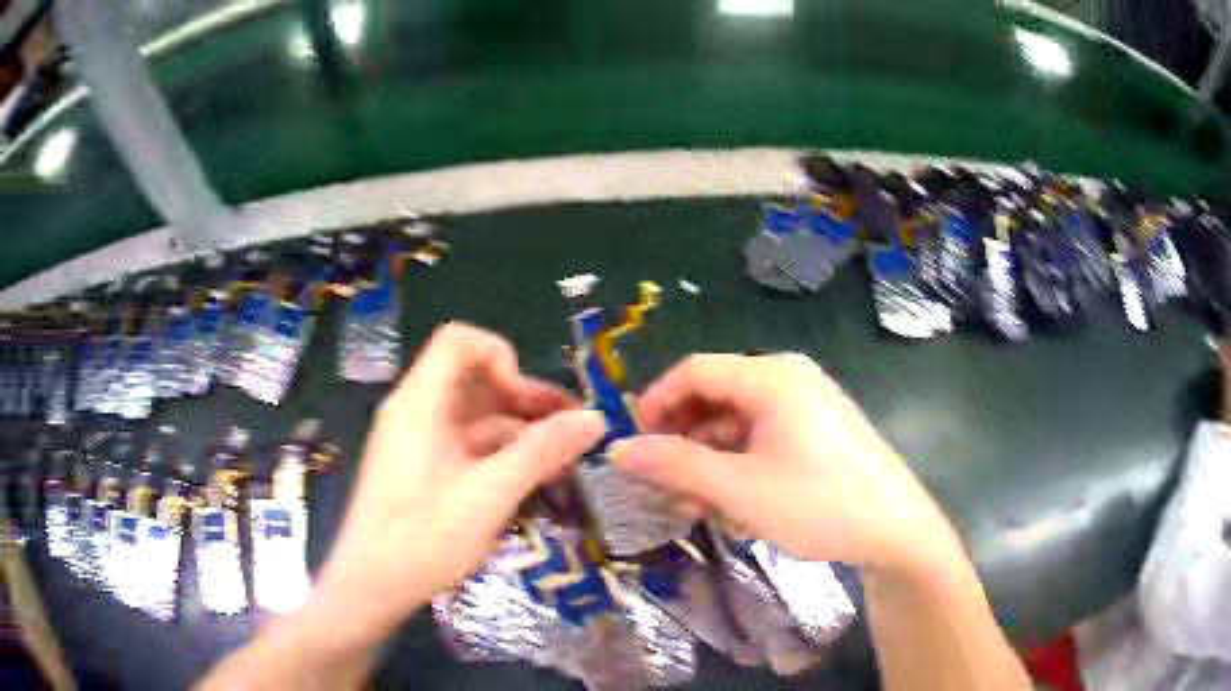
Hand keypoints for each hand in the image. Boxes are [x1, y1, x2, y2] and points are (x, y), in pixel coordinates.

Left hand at [310, 323, 605, 647]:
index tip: (524, 400)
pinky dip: (502, 456)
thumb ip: (541, 453)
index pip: (460, 341)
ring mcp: (419, 444)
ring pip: (476, 418)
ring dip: (521, 431)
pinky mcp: (424, 472)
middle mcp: (417, 413)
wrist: (371, 588)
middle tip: (573, 429)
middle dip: (526, 399)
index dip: (500, 356)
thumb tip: (594, 419)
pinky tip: (534, 481)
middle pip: (475, 381)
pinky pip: (468, 447)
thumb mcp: (489, 495)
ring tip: (565, 461)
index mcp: (420, 403)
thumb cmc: (423, 538)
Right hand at [610, 353, 963, 576]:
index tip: (634, 444)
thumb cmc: (818, 503)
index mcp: (771, 377)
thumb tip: (619, 449)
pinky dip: (740, 463)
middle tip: (666, 485)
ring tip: (700, 505)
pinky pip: (764, 435)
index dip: (656, 403)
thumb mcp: (739, 489)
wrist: (895, 529)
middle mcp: (789, 378)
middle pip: (716, 395)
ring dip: (711, 458)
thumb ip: (676, 466)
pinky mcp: (818, 429)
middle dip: (684, 439)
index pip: (695, 371)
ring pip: (739, 421)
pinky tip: (736, 502)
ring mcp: (807, 403)